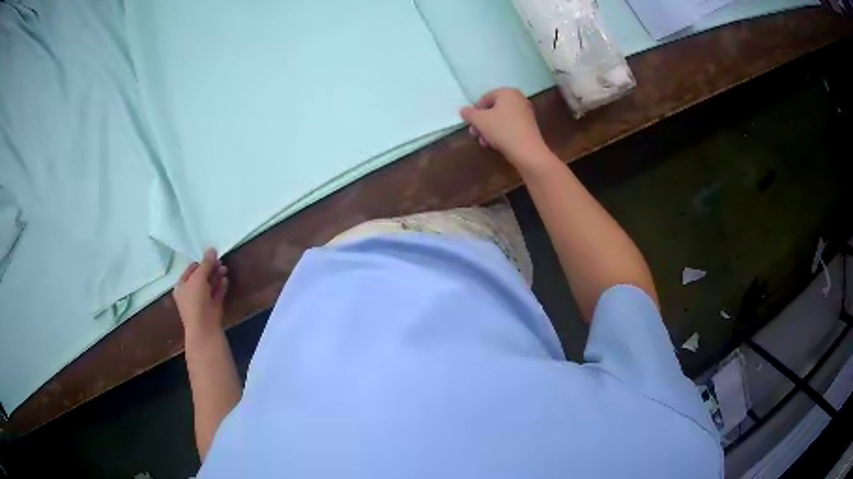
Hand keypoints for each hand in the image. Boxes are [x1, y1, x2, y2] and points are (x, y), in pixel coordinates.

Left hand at [173, 248, 228, 339]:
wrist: (204, 328)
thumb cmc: (195, 300)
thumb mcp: (198, 278)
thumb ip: (206, 263)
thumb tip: (212, 249)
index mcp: (181, 286)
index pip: (190, 270)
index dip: (201, 262)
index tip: (211, 256)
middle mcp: (190, 293)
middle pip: (201, 277)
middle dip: (211, 269)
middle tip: (220, 262)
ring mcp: (201, 302)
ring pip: (210, 286)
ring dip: (217, 276)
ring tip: (225, 269)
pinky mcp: (212, 309)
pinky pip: (217, 294)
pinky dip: (221, 287)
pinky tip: (226, 280)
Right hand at [460, 88, 553, 174]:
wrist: (527, 151)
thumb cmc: (502, 130)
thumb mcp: (480, 121)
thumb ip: (469, 113)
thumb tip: (463, 110)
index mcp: (508, 92)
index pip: (485, 98)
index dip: (475, 111)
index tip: (470, 124)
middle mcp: (519, 99)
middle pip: (493, 109)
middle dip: (482, 122)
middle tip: (475, 134)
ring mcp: (526, 113)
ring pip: (501, 119)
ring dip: (489, 130)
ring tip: (484, 142)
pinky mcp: (529, 127)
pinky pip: (510, 126)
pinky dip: (501, 133)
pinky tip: (495, 144)